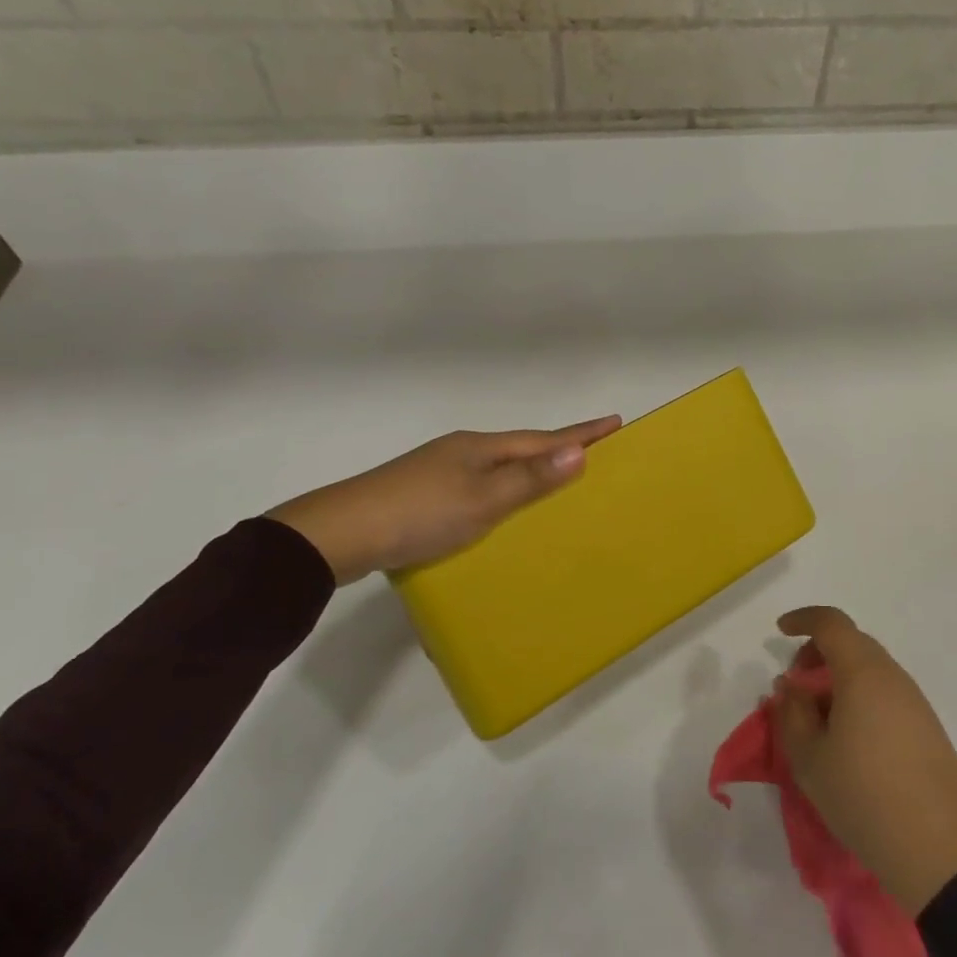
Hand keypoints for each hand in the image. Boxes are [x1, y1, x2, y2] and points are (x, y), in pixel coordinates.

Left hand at [266, 416, 621, 584]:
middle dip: (557, 449)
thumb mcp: (483, 499)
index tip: (615, 421)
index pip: (543, 439)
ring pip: (498, 467)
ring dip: (529, 470)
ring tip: (555, 481)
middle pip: (521, 448)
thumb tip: (580, 451)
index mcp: (480, 448)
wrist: (341, 534)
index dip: (580, 434)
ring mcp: (439, 471)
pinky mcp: (423, 495)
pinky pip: (479, 486)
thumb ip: (530, 478)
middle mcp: (462, 452)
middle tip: (593, 452)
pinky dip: (502, 491)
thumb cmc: (420, 514)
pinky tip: (500, 509)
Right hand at [773, 606, 956, 915]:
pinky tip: (847, 740)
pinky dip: (859, 698)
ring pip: (869, 670)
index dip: (803, 620)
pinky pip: (885, 694)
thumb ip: (792, 714)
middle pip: (852, 643)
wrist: (942, 851)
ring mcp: (915, 702)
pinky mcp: (927, 729)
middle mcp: (892, 677)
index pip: (831, 623)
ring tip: (816, 721)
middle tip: (795, 688)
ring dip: (838, 679)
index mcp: (862, 672)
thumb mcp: (809, 758)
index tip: (779, 631)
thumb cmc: (864, 796)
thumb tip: (791, 688)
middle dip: (818, 654)